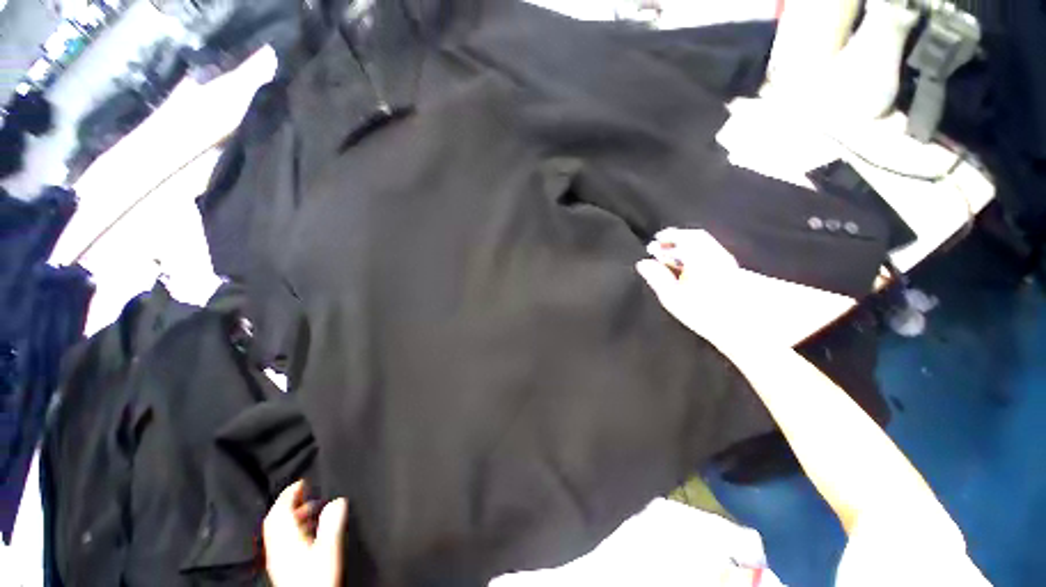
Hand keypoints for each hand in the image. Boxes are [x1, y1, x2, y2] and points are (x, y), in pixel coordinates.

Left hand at [263, 480, 347, 586]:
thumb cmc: (317, 576)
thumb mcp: (329, 547)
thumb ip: (332, 522)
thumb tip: (338, 501)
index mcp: (285, 538)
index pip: (281, 510)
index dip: (290, 493)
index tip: (302, 481)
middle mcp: (277, 546)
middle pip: (276, 520)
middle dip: (290, 503)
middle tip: (307, 493)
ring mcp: (277, 557)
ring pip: (279, 530)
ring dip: (292, 516)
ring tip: (312, 510)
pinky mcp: (282, 566)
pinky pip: (282, 540)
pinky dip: (292, 529)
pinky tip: (308, 532)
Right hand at [636, 228, 746, 349]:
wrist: (740, 326)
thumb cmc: (703, 311)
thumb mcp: (672, 296)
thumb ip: (657, 277)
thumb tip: (642, 263)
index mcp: (701, 256)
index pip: (685, 236)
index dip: (669, 236)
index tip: (656, 240)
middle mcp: (716, 254)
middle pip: (696, 239)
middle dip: (677, 243)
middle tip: (661, 250)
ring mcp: (726, 263)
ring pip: (704, 247)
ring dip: (686, 250)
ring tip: (671, 261)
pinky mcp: (732, 272)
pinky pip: (710, 256)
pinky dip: (696, 257)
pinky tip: (688, 270)